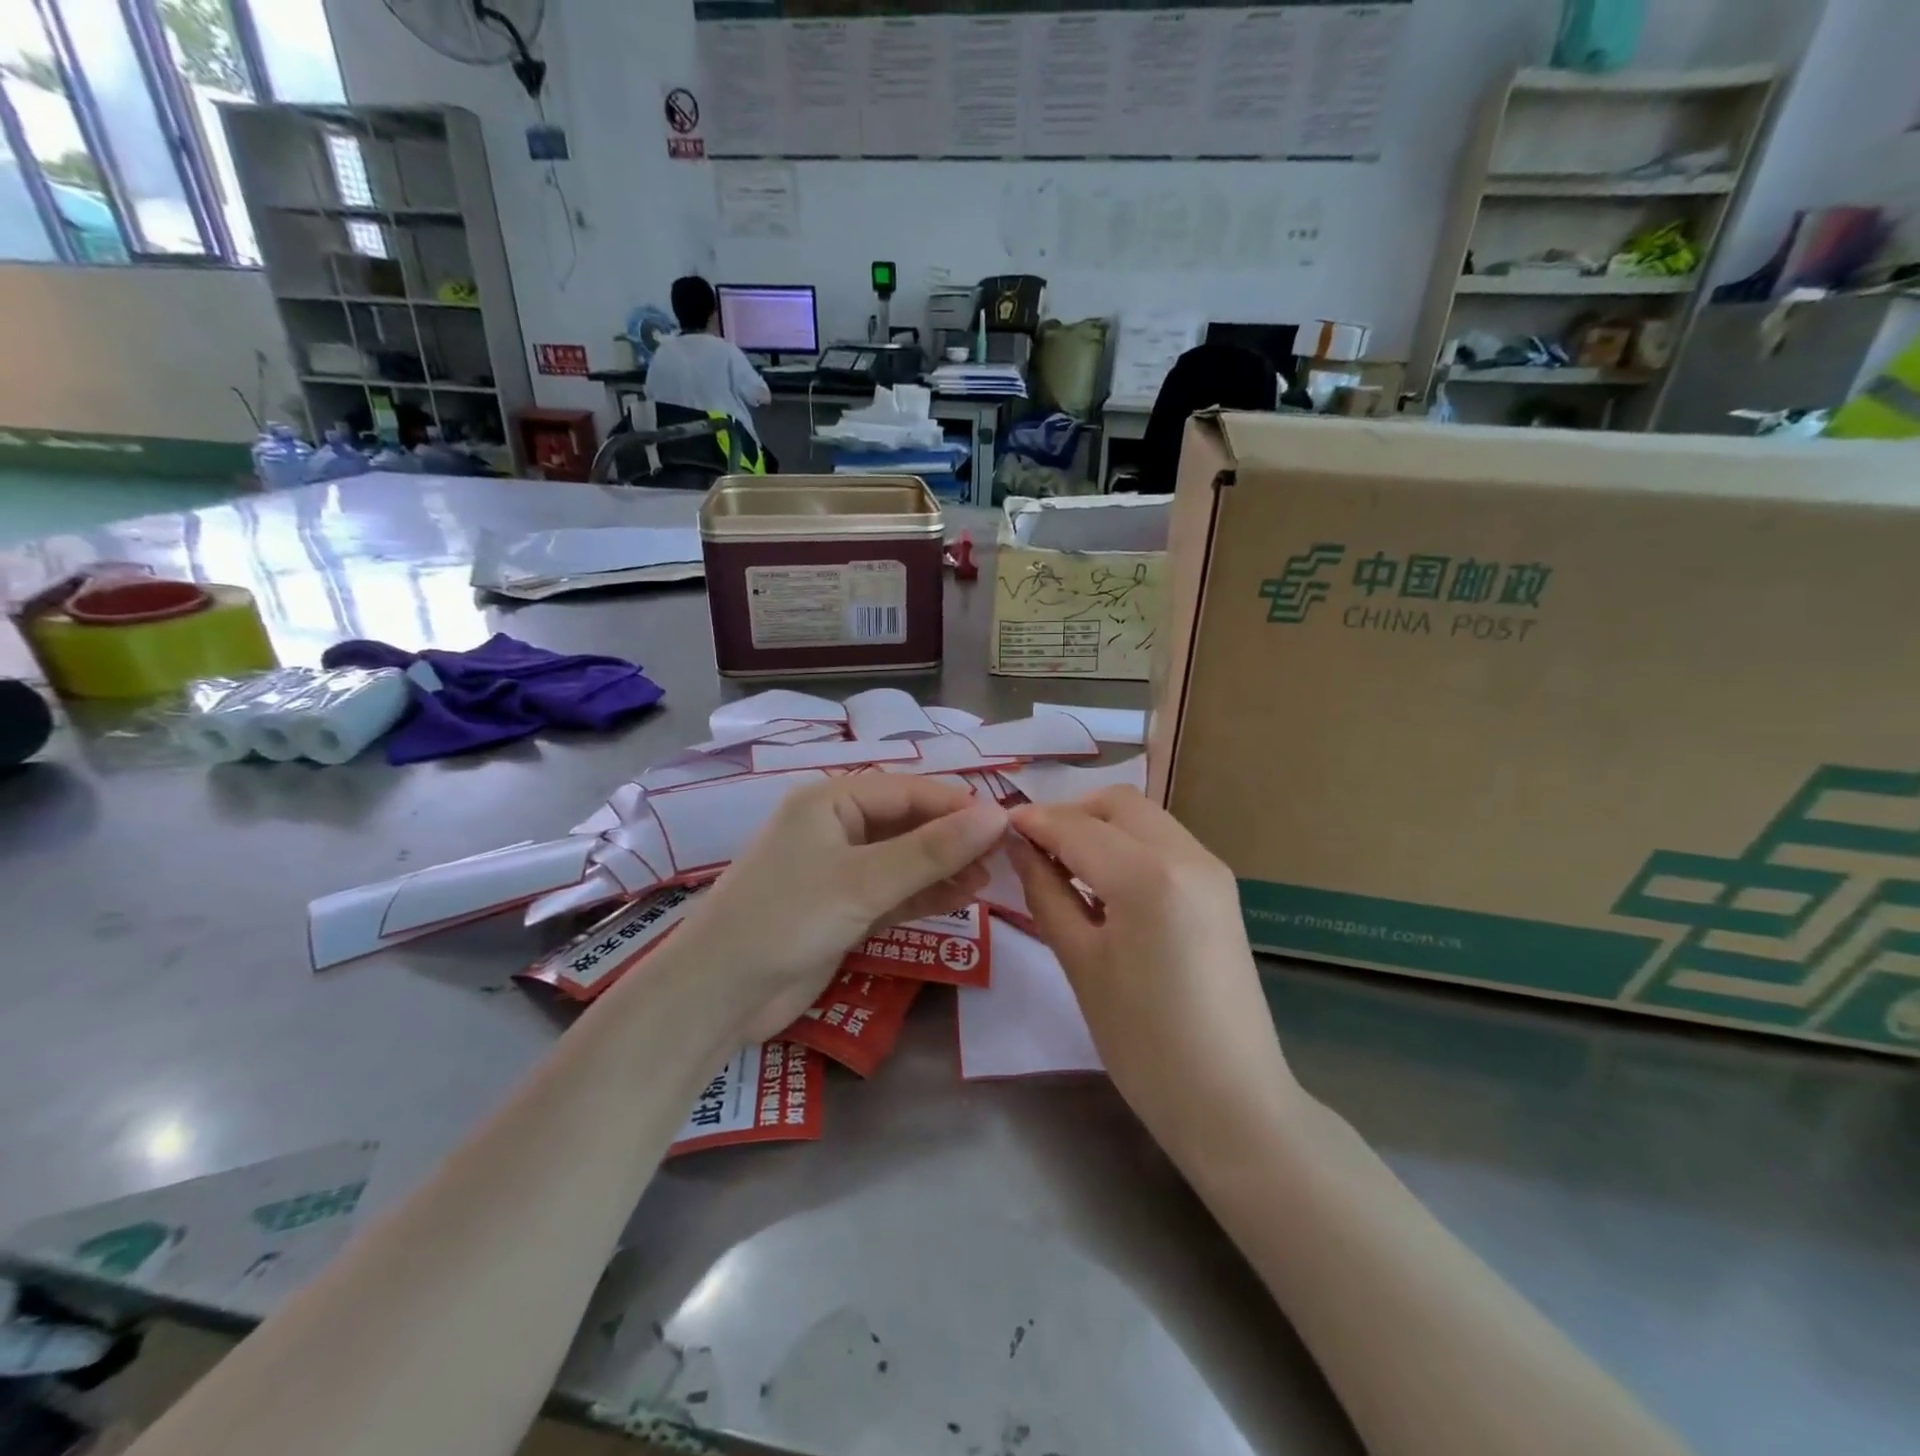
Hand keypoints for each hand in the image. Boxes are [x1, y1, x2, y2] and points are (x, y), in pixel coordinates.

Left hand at [676, 775, 1007, 1040]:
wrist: (720, 994)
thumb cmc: (788, 918)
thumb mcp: (865, 881)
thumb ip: (933, 850)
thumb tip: (998, 816)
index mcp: (830, 801)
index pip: (908, 790)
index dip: (957, 804)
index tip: (1006, 823)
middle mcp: (834, 828)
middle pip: (907, 823)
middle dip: (953, 838)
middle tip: (1003, 856)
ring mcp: (837, 871)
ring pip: (903, 860)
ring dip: (943, 868)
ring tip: (989, 878)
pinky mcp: (841, 910)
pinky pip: (893, 892)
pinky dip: (924, 894)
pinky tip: (961, 897)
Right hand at [1007, 787, 1295, 1153]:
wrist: (1232, 1102)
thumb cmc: (1143, 1042)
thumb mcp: (1080, 963)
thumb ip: (1045, 892)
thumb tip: (1019, 846)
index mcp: (1149, 876)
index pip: (1077, 826)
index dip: (1033, 822)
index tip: (997, 828)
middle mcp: (1188, 855)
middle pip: (1117, 804)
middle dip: (1070, 815)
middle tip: (1033, 851)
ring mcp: (1211, 869)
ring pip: (1143, 818)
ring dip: (1100, 828)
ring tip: (1064, 868)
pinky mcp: (1220, 889)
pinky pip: (1164, 843)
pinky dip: (1127, 847)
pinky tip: (1104, 885)